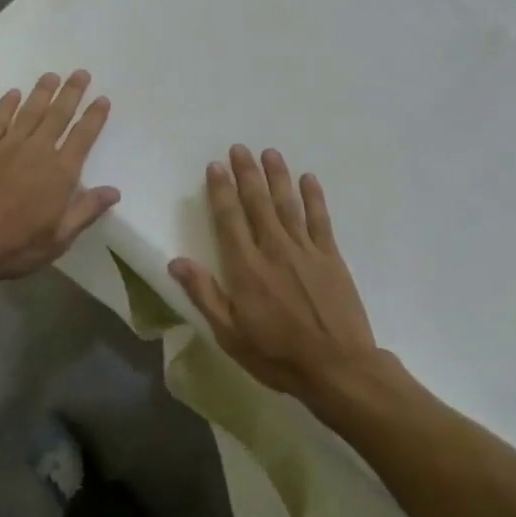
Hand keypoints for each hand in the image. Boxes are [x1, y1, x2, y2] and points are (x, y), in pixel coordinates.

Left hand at [0, 71, 120, 289]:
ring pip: (29, 111)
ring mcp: (6, 147)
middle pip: (58, 116)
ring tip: (52, 75)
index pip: (82, 138)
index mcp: (60, 174)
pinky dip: (6, 105)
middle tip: (81, 73)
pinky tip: (13, 93)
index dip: (94, 117)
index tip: (102, 99)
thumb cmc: (14, 247)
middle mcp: (37, 152)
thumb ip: (86, 211)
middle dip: (72, 93)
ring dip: (42, 92)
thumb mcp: (58, 238)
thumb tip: (114, 191)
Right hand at [169, 145, 383, 404]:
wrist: (338, 368)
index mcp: (246, 268)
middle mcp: (274, 249)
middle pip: (258, 203)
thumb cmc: (278, 355)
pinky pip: (320, 219)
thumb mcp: (230, 334)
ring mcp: (306, 250)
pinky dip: (314, 197)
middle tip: (240, 148)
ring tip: (269, 153)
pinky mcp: (331, 257)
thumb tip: (176, 261)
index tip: (215, 166)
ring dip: (277, 176)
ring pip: (288, 204)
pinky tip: (308, 179)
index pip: (229, 219)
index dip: (221, 191)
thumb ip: (205, 294)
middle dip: (247, 174)